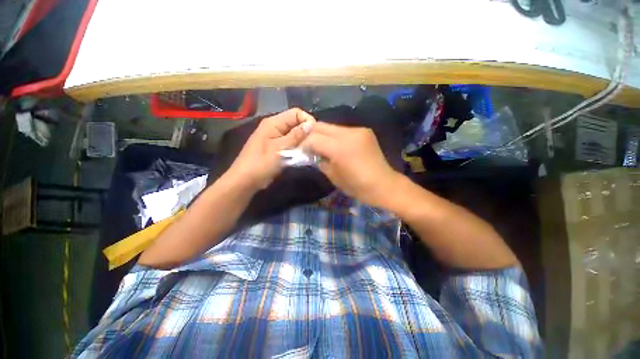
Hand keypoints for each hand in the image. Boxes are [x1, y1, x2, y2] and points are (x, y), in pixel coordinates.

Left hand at [226, 108, 315, 190]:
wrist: (246, 180)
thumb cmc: (262, 164)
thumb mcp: (280, 149)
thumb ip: (296, 136)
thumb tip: (310, 124)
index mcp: (273, 123)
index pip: (296, 113)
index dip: (307, 120)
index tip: (315, 134)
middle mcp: (275, 127)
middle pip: (295, 123)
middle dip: (306, 132)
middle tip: (313, 145)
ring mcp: (275, 138)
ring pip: (294, 134)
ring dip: (302, 141)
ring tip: (309, 150)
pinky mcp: (276, 148)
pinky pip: (290, 143)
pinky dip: (297, 147)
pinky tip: (302, 155)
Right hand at [301, 122, 400, 207]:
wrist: (384, 185)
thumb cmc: (357, 187)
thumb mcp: (333, 177)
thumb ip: (319, 161)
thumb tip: (311, 153)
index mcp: (340, 148)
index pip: (313, 138)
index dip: (304, 145)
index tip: (301, 152)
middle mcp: (348, 133)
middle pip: (321, 126)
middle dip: (311, 135)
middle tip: (308, 147)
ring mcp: (358, 130)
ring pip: (332, 127)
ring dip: (323, 135)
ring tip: (322, 147)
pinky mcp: (364, 131)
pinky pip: (343, 130)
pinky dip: (335, 136)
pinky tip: (336, 146)